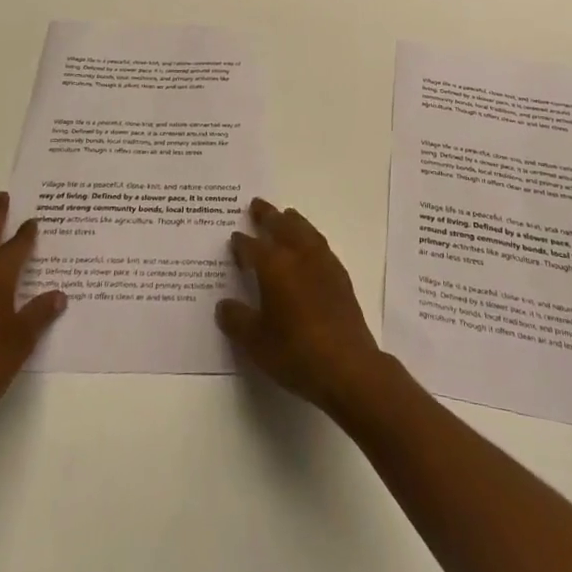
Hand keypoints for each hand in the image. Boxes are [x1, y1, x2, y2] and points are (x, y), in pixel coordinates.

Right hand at [216, 198, 390, 420]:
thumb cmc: (295, 352)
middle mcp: (298, 255)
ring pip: (304, 230)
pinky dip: (310, 237)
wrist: (347, 367)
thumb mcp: (256, 342)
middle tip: (257, 204)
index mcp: (274, 266)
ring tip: (285, 215)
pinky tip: (310, 246)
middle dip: (267, 215)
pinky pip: (321, 244)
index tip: (235, 238)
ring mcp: (323, 263)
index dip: (241, 243)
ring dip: (292, 221)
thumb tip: (224, 305)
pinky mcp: (340, 276)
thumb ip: (237, 320)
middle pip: (281, 226)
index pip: (252, 247)